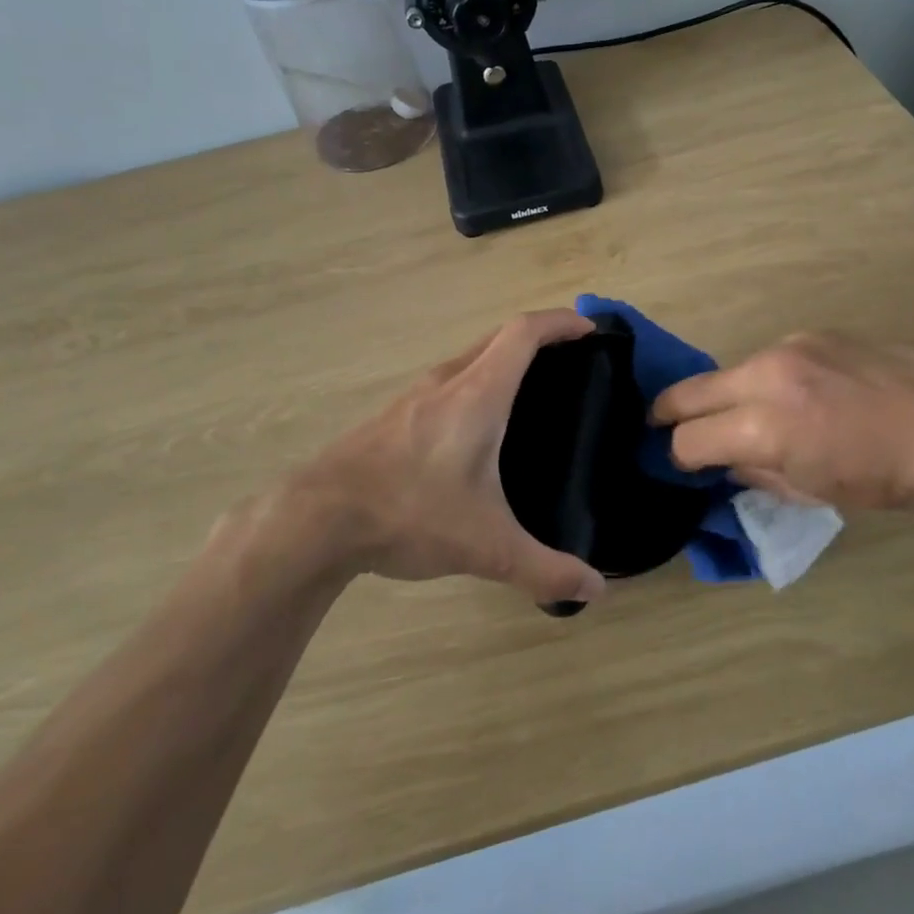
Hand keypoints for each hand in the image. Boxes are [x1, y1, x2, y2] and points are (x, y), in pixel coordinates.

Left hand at [271, 309, 608, 606]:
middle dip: (539, 336)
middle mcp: (447, 381)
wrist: (318, 519)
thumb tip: (594, 590)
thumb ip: (544, 569)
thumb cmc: (410, 513)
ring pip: (470, 357)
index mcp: (477, 394)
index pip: (524, 333)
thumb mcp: (486, 547)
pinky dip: (477, 381)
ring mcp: (415, 395)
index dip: (560, 323)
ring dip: (504, 358)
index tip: (589, 329)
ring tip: (532, 390)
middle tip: (571, 359)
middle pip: (499, 337)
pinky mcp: (395, 415)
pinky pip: (449, 380)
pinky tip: (478, 426)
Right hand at [651, 331, 913, 512]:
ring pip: (730, 372)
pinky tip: (801, 395)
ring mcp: (789, 347)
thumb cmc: (884, 477)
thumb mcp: (810, 491)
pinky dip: (768, 380)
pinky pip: (770, 359)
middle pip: (689, 392)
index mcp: (764, 425)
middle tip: (664, 425)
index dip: (679, 457)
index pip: (689, 440)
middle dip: (670, 413)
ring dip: (727, 395)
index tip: (684, 464)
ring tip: (753, 414)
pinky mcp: (812, 333)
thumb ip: (755, 472)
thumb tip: (726, 461)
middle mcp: (766, 375)